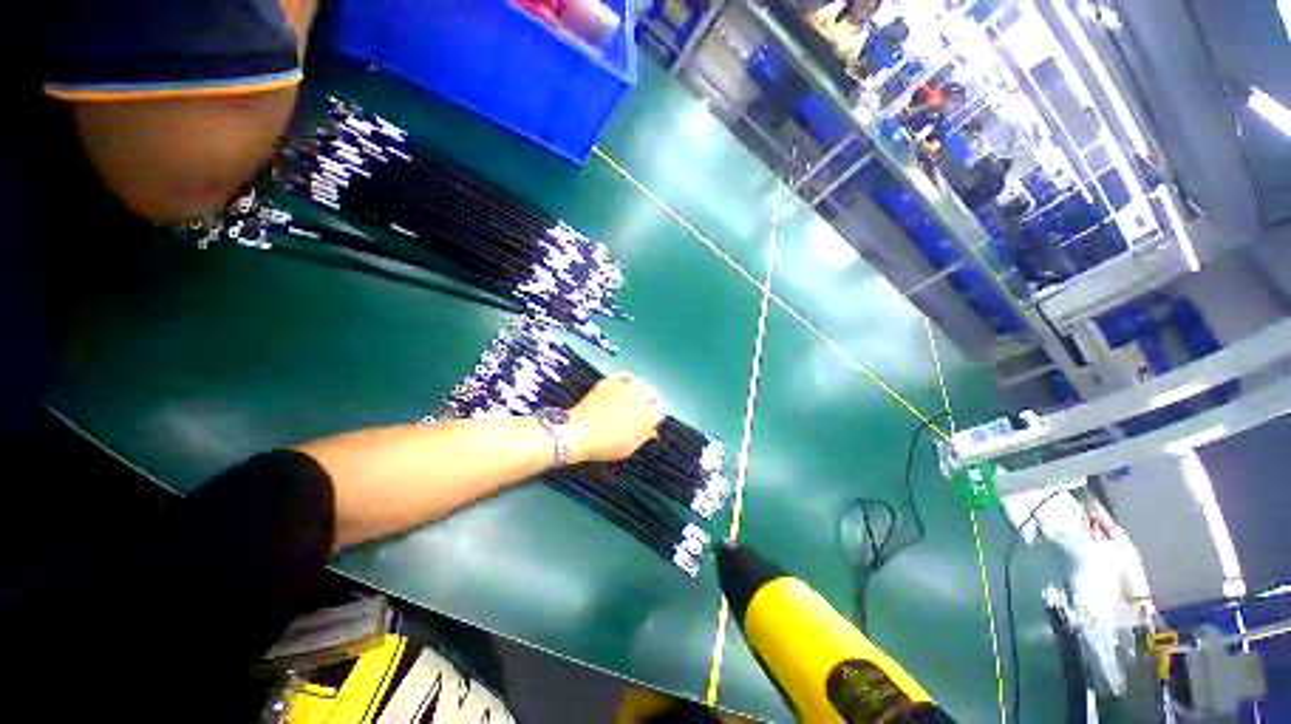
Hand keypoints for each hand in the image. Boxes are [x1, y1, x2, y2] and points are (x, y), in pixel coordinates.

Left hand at [569, 374, 664, 462]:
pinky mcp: (611, 381)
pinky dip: (626, 379)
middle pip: (653, 393)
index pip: (661, 408)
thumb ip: (644, 437)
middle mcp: (641, 399)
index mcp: (648, 417)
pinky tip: (622, 385)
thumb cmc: (605, 446)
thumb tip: (654, 432)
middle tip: (642, 404)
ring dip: (639, 388)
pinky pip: (625, 375)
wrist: (579, 433)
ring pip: (640, 382)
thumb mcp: (628, 448)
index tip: (651, 415)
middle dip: (650, 398)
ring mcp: (626, 388)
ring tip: (632, 394)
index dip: (656, 412)